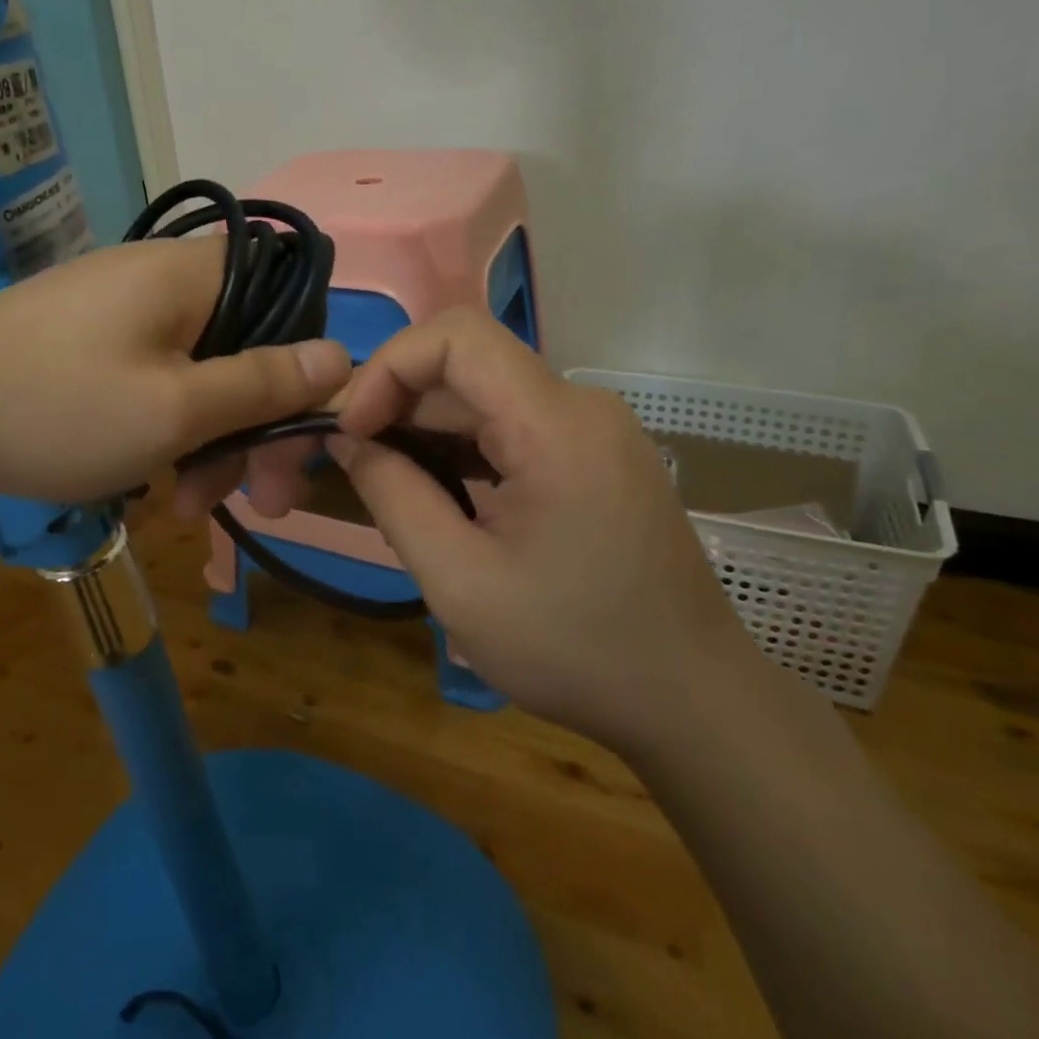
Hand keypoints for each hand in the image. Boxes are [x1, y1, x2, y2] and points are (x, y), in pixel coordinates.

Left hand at [0, 237, 350, 507]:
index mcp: (193, 274)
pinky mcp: (89, 338)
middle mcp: (163, 278)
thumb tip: (341, 357)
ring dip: (209, 441)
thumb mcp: (175, 409)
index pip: (291, 296)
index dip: (306, 366)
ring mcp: (120, 308)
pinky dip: (166, 428)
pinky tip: (150, 480)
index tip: (295, 438)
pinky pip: (155, 377)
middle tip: (255, 503)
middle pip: (246, 345)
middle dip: (255, 427)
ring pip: (200, 371)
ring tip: (185, 509)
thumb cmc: (56, 409)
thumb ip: (264, 384)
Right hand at [330, 307, 756, 754]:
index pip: (456, 337)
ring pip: (485, 394)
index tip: (352, 428)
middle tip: (353, 459)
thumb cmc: (574, 648)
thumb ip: (393, 496)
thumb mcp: (459, 581)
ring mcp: (594, 428)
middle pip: (467, 364)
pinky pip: (513, 423)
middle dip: (398, 401)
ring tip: (389, 483)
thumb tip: (346, 438)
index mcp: (555, 426)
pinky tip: (441, 493)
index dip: (389, 366)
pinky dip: (463, 446)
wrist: (692, 701)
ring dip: (427, 427)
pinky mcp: (596, 453)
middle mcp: (581, 406)